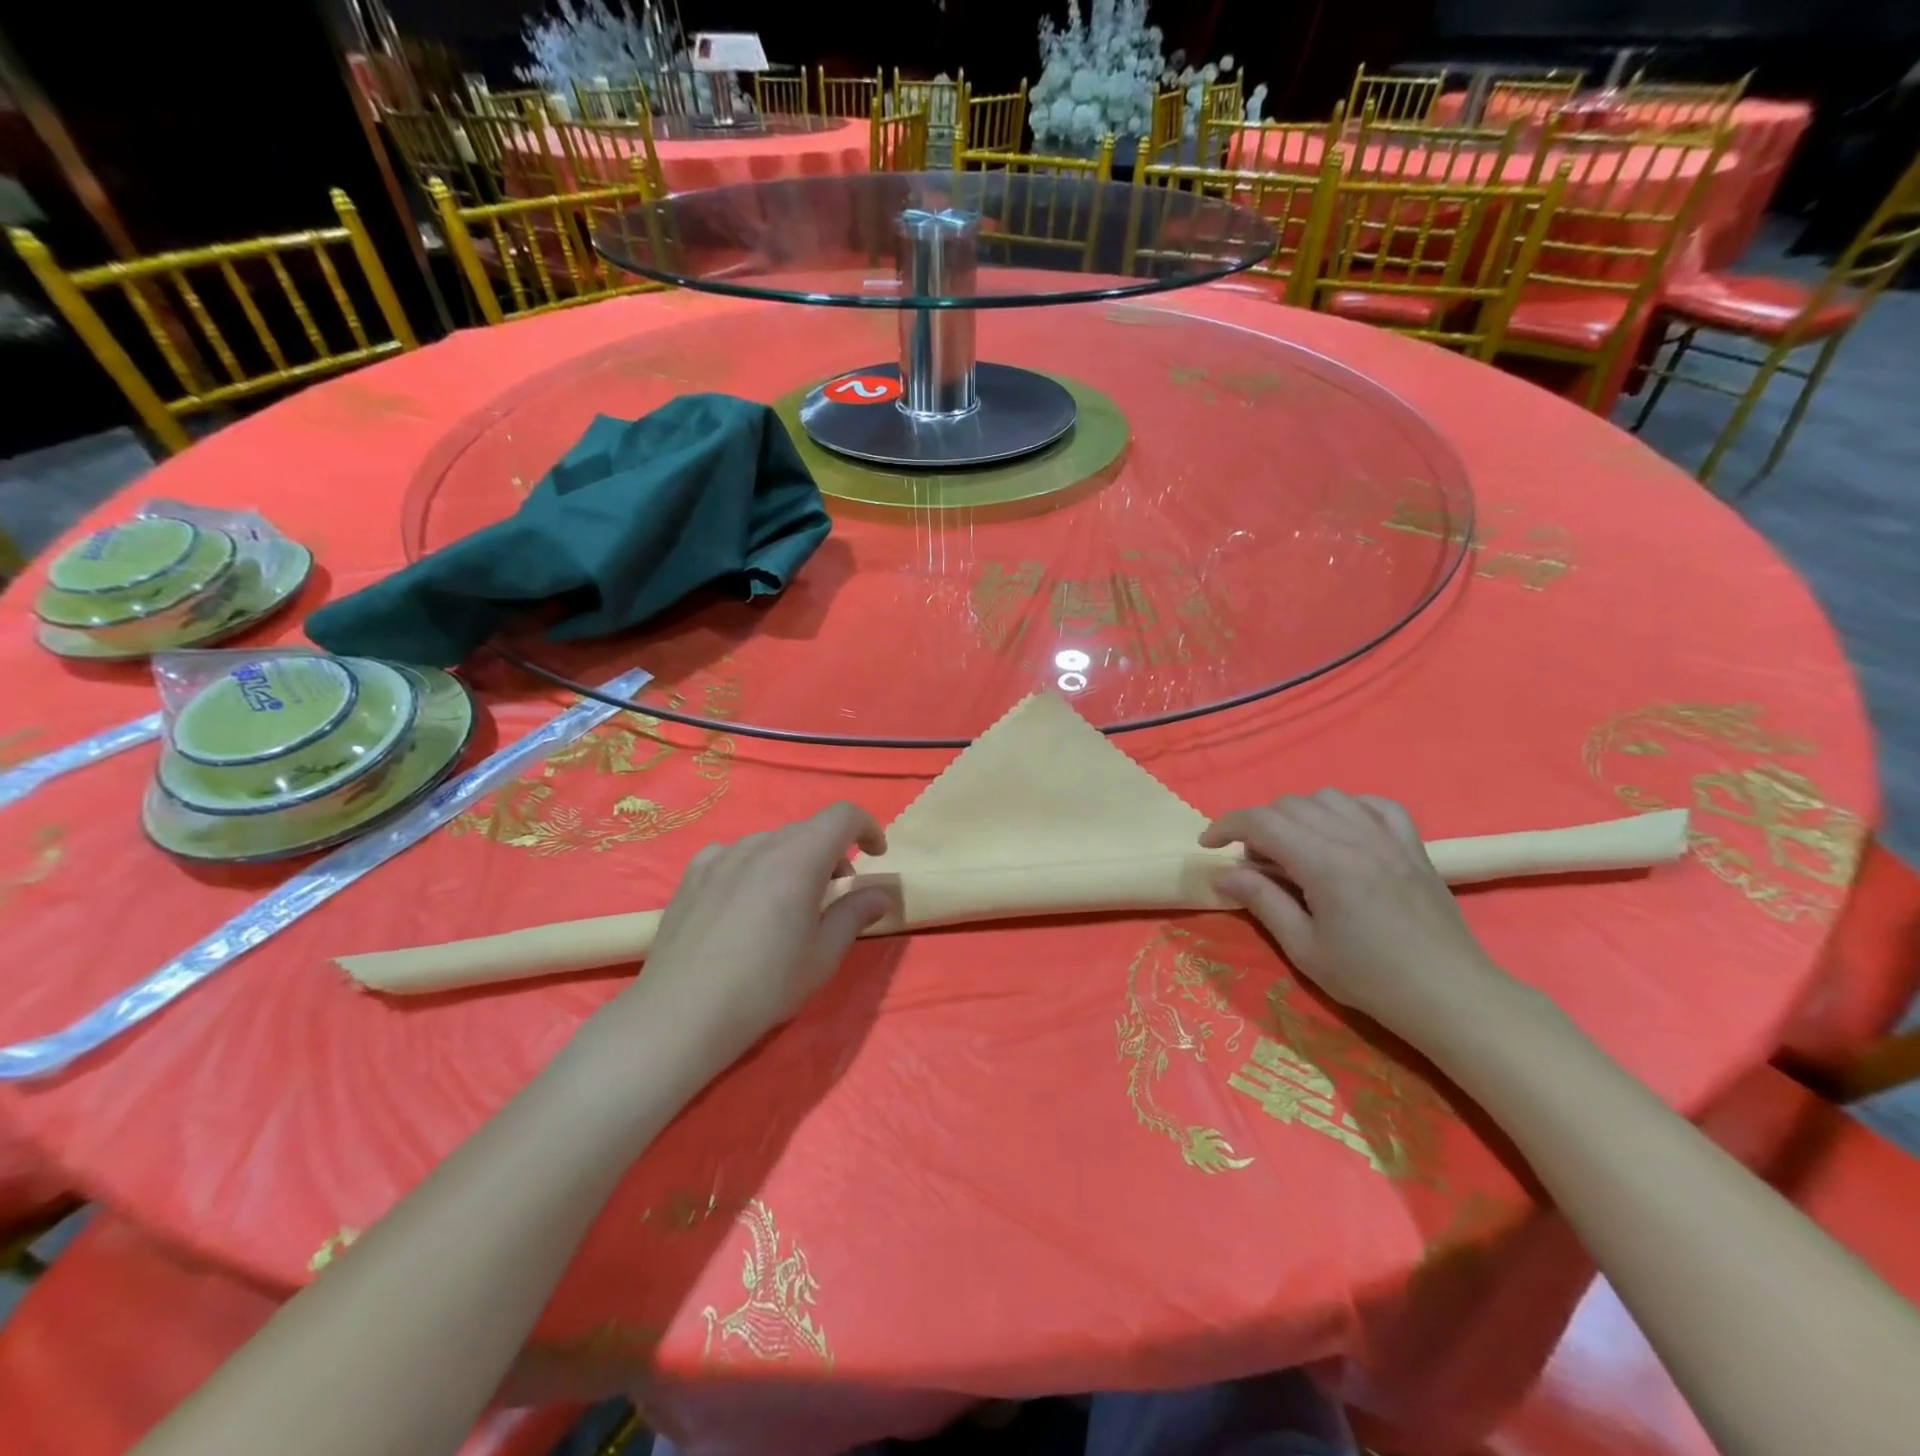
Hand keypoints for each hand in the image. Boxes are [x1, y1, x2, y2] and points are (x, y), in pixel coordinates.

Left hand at [604, 803, 892, 1077]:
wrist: (681, 1014)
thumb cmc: (765, 986)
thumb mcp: (823, 956)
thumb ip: (854, 914)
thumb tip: (879, 894)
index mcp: (799, 858)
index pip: (843, 816)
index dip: (867, 828)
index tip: (875, 856)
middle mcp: (760, 845)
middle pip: (808, 830)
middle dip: (832, 853)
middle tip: (834, 895)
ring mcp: (721, 856)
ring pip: (771, 843)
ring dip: (793, 860)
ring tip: (787, 904)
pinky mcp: (692, 874)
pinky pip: (735, 855)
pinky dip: (754, 867)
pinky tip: (744, 902)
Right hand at [1200, 790, 1509, 1044]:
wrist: (1451, 995)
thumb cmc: (1371, 979)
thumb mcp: (1304, 948)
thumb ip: (1261, 902)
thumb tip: (1223, 875)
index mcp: (1323, 863)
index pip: (1261, 822)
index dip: (1225, 826)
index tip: (1208, 845)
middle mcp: (1354, 837)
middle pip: (1289, 806)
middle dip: (1258, 826)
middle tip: (1254, 865)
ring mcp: (1388, 838)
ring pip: (1327, 798)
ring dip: (1298, 815)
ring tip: (1295, 849)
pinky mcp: (1412, 845)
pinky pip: (1374, 805)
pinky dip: (1347, 809)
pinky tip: (1341, 832)